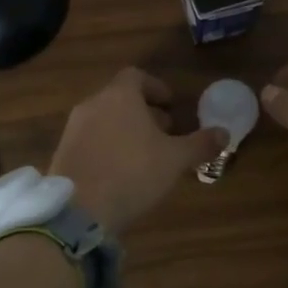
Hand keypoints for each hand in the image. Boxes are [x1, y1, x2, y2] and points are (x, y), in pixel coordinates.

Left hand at [49, 68, 226, 233]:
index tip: (171, 104)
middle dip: (144, 112)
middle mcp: (93, 104)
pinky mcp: (63, 152)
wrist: (78, 210)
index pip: (136, 76)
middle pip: (120, 98)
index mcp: (119, 96)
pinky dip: (108, 146)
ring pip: (105, 119)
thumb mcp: (174, 160)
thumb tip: (225, 133)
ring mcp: (73, 128)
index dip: (156, 87)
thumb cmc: (132, 173)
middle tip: (165, 132)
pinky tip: (122, 172)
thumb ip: (200, 144)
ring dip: (126, 130)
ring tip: (146, 154)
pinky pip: (91, 140)